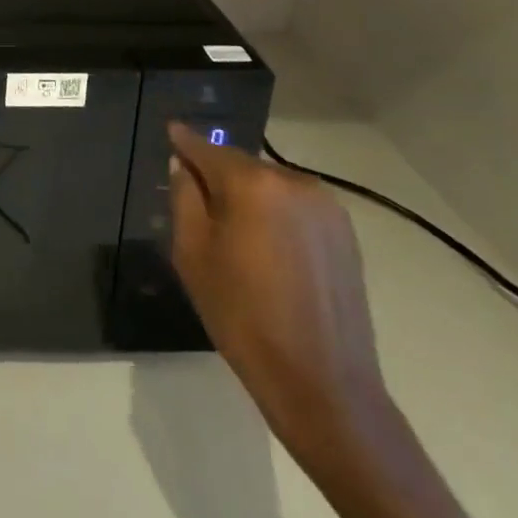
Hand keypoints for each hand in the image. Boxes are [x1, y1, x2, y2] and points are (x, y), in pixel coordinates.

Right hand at [168, 124, 388, 455]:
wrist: (323, 384)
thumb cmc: (243, 316)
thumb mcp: (192, 254)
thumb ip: (184, 198)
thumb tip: (185, 167)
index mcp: (252, 183)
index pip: (207, 148)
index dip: (184, 141)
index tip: (171, 132)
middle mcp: (293, 182)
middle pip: (240, 165)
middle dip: (216, 175)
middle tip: (194, 198)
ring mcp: (326, 207)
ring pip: (270, 185)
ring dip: (248, 195)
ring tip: (232, 229)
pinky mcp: (346, 234)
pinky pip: (295, 207)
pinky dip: (275, 214)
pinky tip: (266, 247)